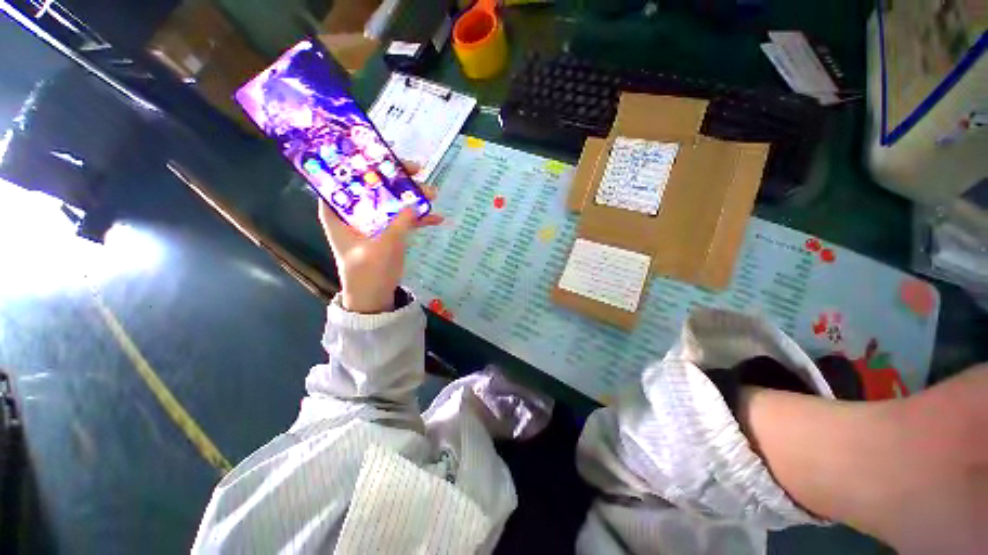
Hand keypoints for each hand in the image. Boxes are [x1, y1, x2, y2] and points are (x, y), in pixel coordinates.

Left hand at [318, 167, 442, 313]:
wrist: (374, 295)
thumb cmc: (366, 272)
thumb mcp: (380, 247)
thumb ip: (398, 225)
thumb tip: (416, 204)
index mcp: (339, 211)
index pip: (344, 177)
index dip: (360, 161)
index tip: (382, 153)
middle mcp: (355, 211)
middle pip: (374, 185)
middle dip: (396, 177)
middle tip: (416, 169)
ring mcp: (376, 220)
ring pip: (393, 200)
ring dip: (413, 196)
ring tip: (433, 193)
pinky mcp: (390, 231)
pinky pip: (406, 218)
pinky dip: (421, 218)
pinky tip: (437, 218)